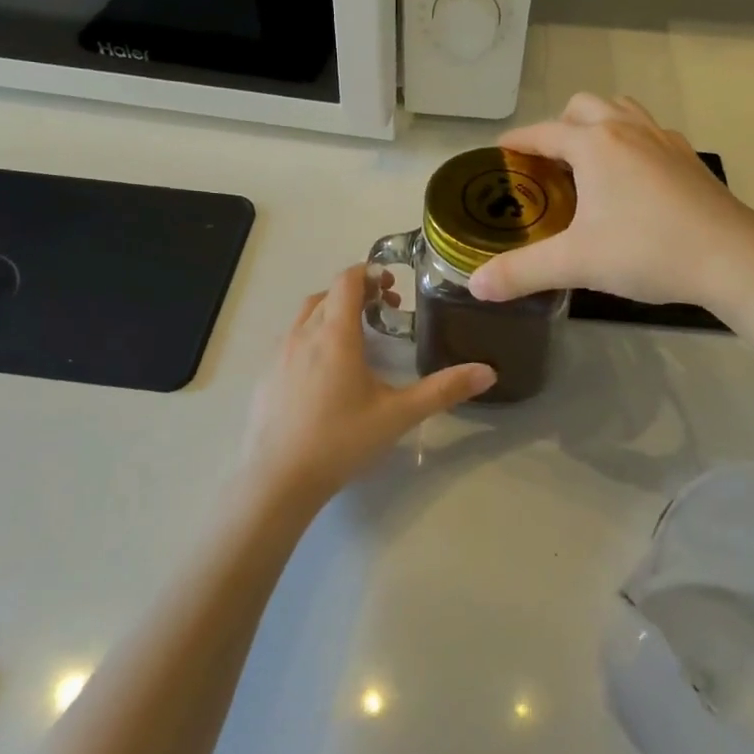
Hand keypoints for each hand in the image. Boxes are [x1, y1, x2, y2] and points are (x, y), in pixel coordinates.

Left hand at [240, 265, 494, 505]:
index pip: (347, 280)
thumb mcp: (399, 415)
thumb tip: (488, 372)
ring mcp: (279, 354)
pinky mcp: (266, 375)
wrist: (278, 480)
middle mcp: (302, 334)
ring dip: (332, 312)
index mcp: (335, 334)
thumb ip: (443, 390)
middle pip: (328, 294)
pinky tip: (326, 371)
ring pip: (306, 315)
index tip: (391, 286)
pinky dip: (312, 336)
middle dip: (356, 293)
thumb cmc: (341, 441)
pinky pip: (291, 340)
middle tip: (384, 311)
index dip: (369, 273)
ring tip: (357, 337)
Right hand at [469, 94, 753, 308]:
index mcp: (595, 144)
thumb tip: (475, 286)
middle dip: (559, 126)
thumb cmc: (647, 251)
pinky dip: (631, 142)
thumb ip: (521, 272)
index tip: (499, 154)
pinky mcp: (689, 159)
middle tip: (547, 164)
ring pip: (622, 111)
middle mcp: (628, 130)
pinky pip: (651, 133)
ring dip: (598, 125)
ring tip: (588, 162)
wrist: (733, 258)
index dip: (516, 142)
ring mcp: (664, 140)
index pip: (543, 133)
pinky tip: (634, 179)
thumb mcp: (575, 263)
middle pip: (584, 106)